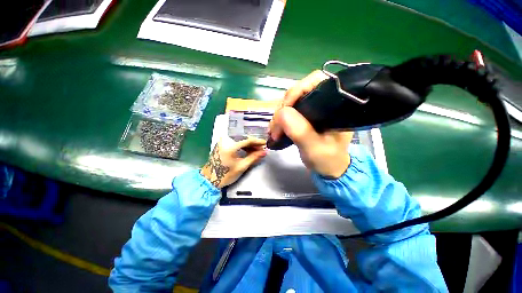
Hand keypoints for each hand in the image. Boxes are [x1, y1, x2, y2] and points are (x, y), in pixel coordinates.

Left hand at [201, 137, 266, 187]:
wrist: (209, 179)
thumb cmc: (225, 175)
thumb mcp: (241, 166)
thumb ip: (253, 157)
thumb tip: (264, 152)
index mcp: (230, 145)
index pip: (247, 140)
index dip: (258, 142)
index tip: (265, 144)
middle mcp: (225, 140)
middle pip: (243, 139)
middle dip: (254, 144)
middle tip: (262, 149)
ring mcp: (223, 141)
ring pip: (240, 140)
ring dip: (249, 145)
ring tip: (256, 151)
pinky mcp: (222, 144)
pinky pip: (235, 142)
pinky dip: (242, 146)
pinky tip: (248, 151)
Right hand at [269, 70, 353, 177]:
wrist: (329, 168)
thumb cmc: (327, 160)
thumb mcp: (315, 148)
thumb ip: (301, 131)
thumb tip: (282, 113)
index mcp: (334, 106)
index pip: (316, 82)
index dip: (297, 91)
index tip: (284, 109)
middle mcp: (324, 103)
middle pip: (298, 92)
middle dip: (283, 108)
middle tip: (275, 128)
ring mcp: (313, 110)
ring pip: (290, 102)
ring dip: (278, 116)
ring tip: (274, 132)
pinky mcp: (305, 117)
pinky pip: (288, 112)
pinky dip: (279, 120)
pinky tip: (275, 130)